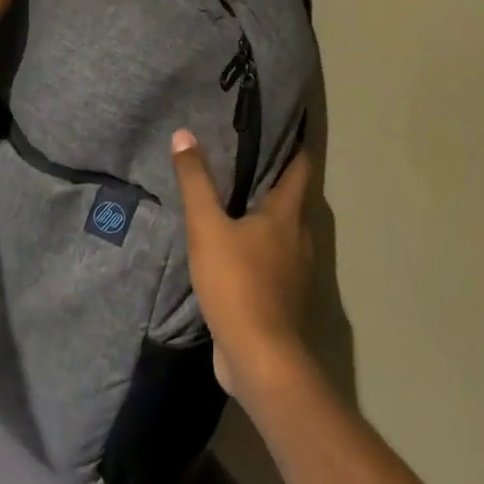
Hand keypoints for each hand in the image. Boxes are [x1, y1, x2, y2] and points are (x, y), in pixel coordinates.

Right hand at [172, 130, 314, 402]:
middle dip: (275, 178)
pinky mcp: (283, 297)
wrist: (259, 358)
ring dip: (266, 215)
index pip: (300, 167)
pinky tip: (235, 248)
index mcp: (288, 215)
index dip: (294, 145)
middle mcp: (300, 237)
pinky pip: (274, 259)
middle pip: (292, 198)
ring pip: (284, 231)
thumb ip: (195, 181)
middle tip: (247, 157)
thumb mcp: (207, 228)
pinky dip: (260, 246)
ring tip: (237, 199)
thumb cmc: (237, 283)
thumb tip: (184, 134)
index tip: (284, 126)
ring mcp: (295, 270)